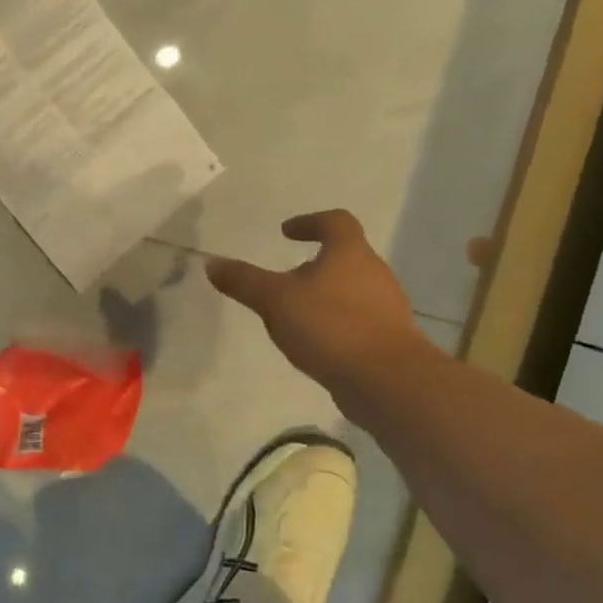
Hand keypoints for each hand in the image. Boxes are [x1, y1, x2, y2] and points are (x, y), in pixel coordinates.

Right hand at [207, 210, 441, 403]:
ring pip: (353, 290)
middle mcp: (375, 273)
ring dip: (326, 295)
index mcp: (350, 253)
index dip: (310, 222)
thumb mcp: (275, 301)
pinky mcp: (390, 339)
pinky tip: (317, 343)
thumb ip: (244, 281)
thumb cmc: (330, 326)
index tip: (287, 233)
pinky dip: (337, 323)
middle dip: (315, 263)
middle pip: (346, 256)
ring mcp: (387, 308)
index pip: (335, 222)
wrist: (387, 381)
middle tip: (286, 277)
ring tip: (296, 314)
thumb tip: (212, 263)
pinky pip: (359, 320)